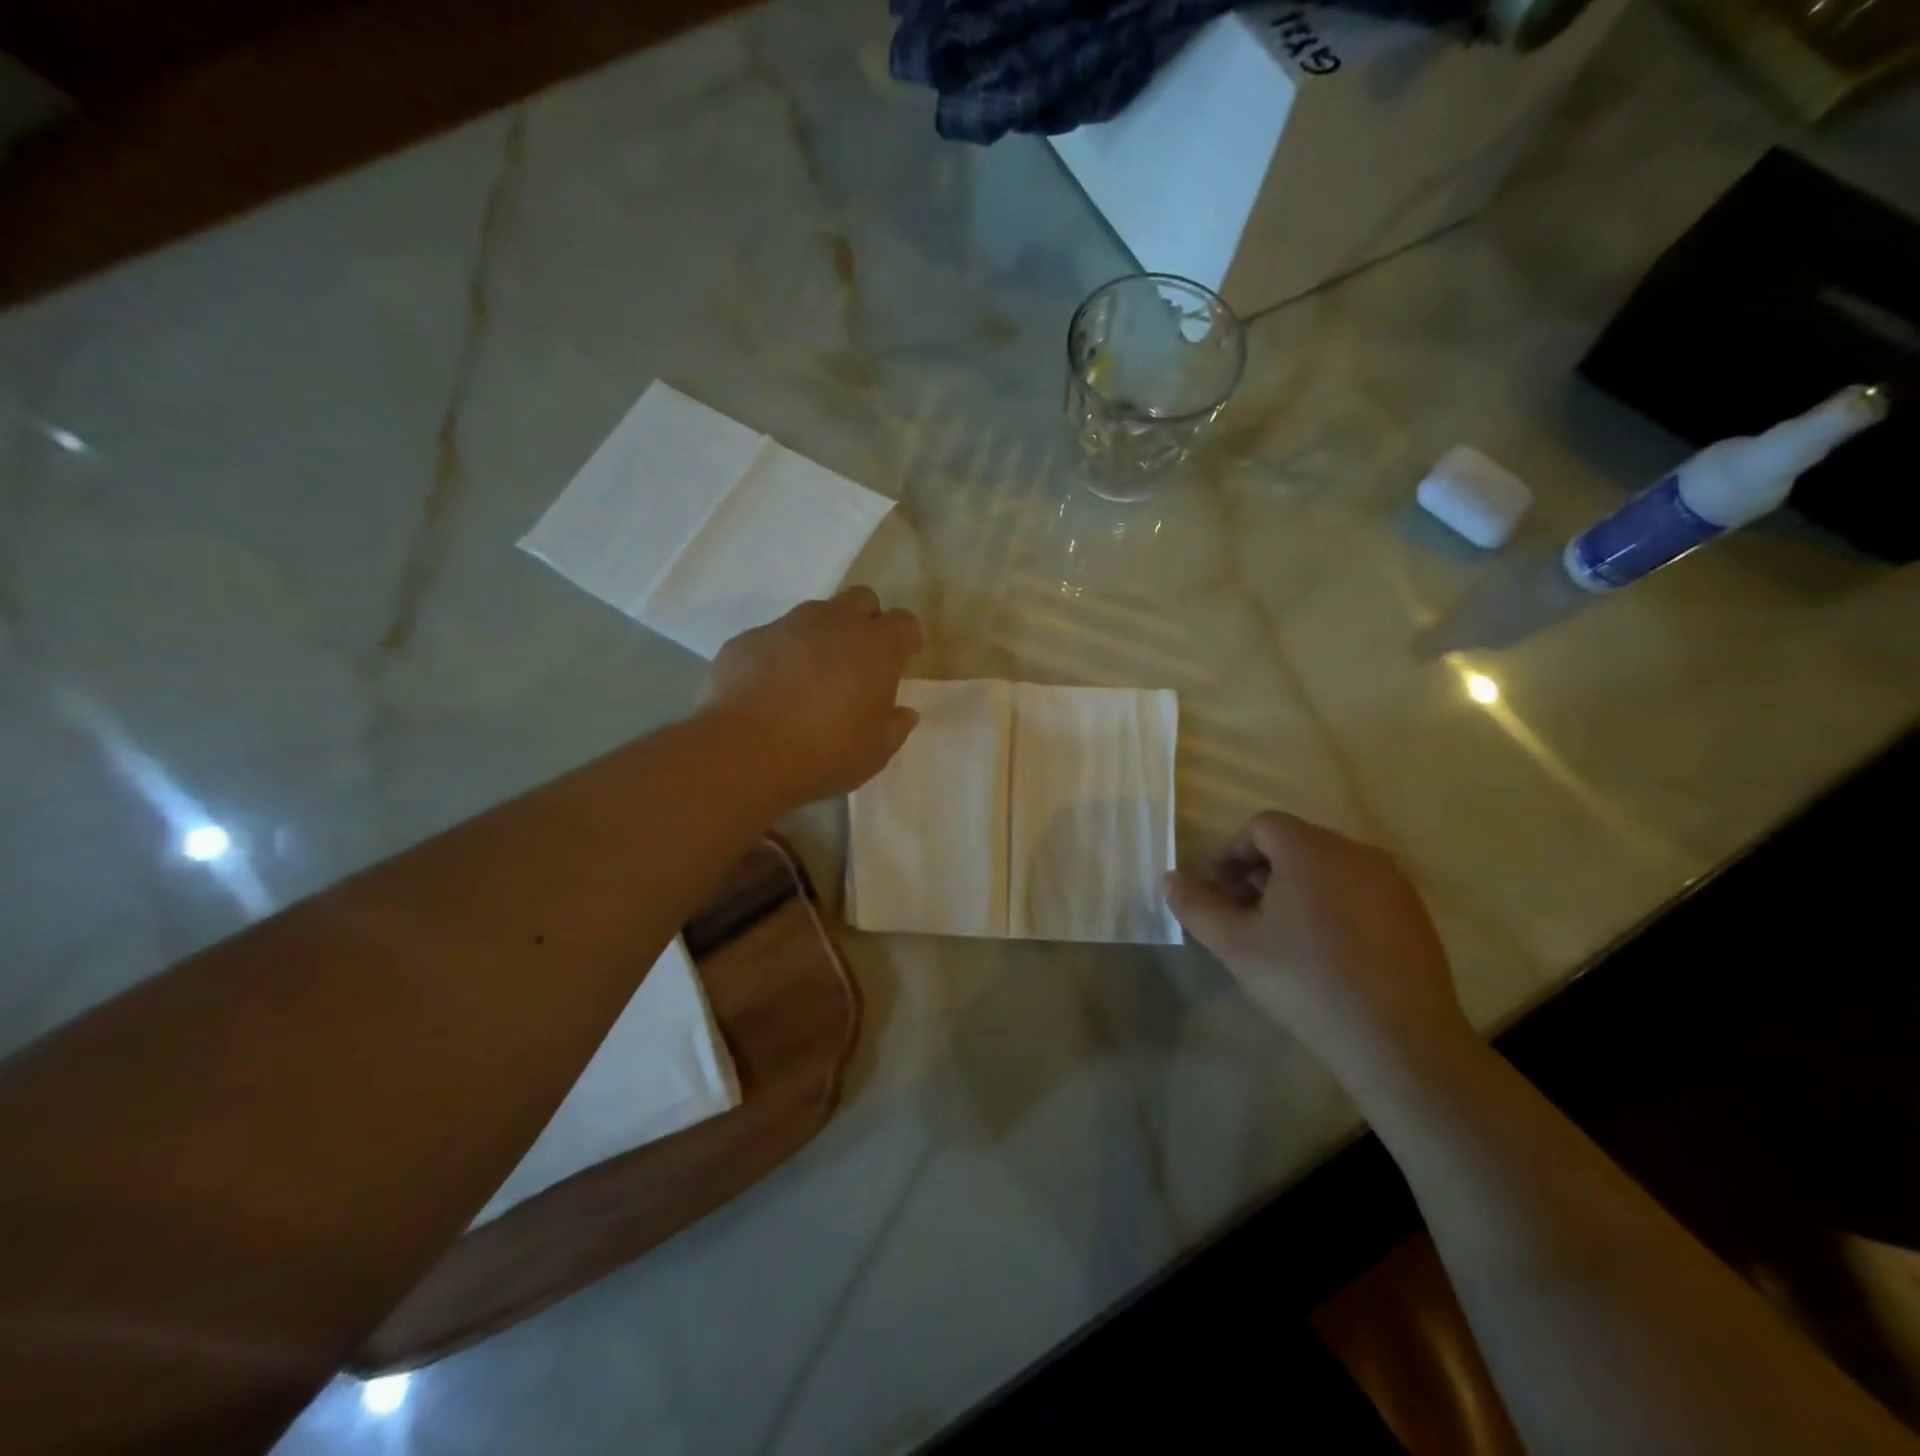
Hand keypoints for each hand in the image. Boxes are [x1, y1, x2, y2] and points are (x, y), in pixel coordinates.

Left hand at [699, 587, 922, 806]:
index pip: (904, 622)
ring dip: (821, 636)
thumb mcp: (875, 753)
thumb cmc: (825, 753)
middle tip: (859, 661)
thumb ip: (895, 727)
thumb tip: (904, 713)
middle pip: (861, 599)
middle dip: (866, 622)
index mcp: (875, 647)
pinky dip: (779, 656)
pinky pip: (772, 638)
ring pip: (814, 614)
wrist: (744, 753)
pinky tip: (770, 691)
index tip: (902, 662)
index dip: (906, 640)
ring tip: (812, 677)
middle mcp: (833, 623)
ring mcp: (786, 626)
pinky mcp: (747, 639)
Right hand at [1164, 812, 1471, 1069]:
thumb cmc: (1305, 980)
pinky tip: (1323, 950)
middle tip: (1241, 914)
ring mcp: (1392, 883)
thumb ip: (1196, 905)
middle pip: (1295, 843)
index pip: (1261, 826)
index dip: (1230, 853)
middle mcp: (1356, 852)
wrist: (1399, 1040)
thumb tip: (1171, 879)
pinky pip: (1358, 891)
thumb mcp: (1234, 944)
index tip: (1216, 892)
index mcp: (1312, 849)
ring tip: (1279, 934)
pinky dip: (1330, 903)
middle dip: (1258, 871)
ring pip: (1328, 867)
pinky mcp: (1414, 914)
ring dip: (1293, 887)